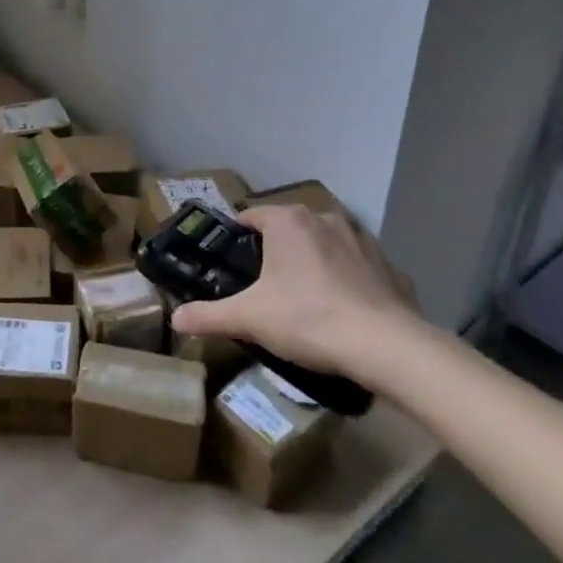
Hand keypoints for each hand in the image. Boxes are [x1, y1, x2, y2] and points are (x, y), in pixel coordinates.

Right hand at [169, 204, 422, 385]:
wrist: (386, 346)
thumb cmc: (308, 318)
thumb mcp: (249, 318)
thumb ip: (209, 315)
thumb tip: (175, 319)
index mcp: (287, 221)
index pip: (249, 216)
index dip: (236, 239)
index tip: (229, 266)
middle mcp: (324, 219)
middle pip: (287, 230)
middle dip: (273, 253)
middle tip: (261, 288)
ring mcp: (361, 240)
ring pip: (322, 245)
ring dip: (311, 264)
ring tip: (301, 301)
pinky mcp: (388, 266)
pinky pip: (355, 267)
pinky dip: (345, 282)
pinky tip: (340, 312)